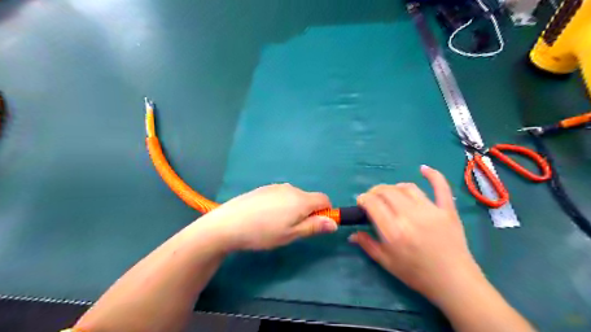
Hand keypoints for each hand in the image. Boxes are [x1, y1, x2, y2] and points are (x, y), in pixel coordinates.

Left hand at [197, 183, 336, 249]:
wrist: (229, 223)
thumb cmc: (263, 232)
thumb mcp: (291, 234)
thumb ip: (314, 227)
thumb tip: (334, 223)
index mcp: (301, 199)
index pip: (324, 199)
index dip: (326, 212)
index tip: (316, 225)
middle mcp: (291, 188)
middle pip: (309, 198)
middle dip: (308, 212)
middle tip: (293, 229)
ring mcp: (276, 187)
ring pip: (294, 197)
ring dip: (294, 208)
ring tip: (276, 224)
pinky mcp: (264, 188)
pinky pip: (281, 195)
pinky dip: (281, 204)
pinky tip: (265, 216)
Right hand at [348, 164, 482, 304]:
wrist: (454, 282)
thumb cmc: (417, 274)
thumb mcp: (387, 263)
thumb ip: (367, 245)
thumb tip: (351, 234)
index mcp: (394, 231)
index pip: (373, 203)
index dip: (363, 199)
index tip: (361, 202)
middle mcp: (410, 216)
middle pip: (387, 191)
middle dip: (375, 191)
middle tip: (372, 198)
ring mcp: (431, 211)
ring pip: (407, 188)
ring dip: (394, 187)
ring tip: (390, 193)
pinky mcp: (447, 210)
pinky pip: (441, 187)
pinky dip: (433, 175)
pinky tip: (423, 169)